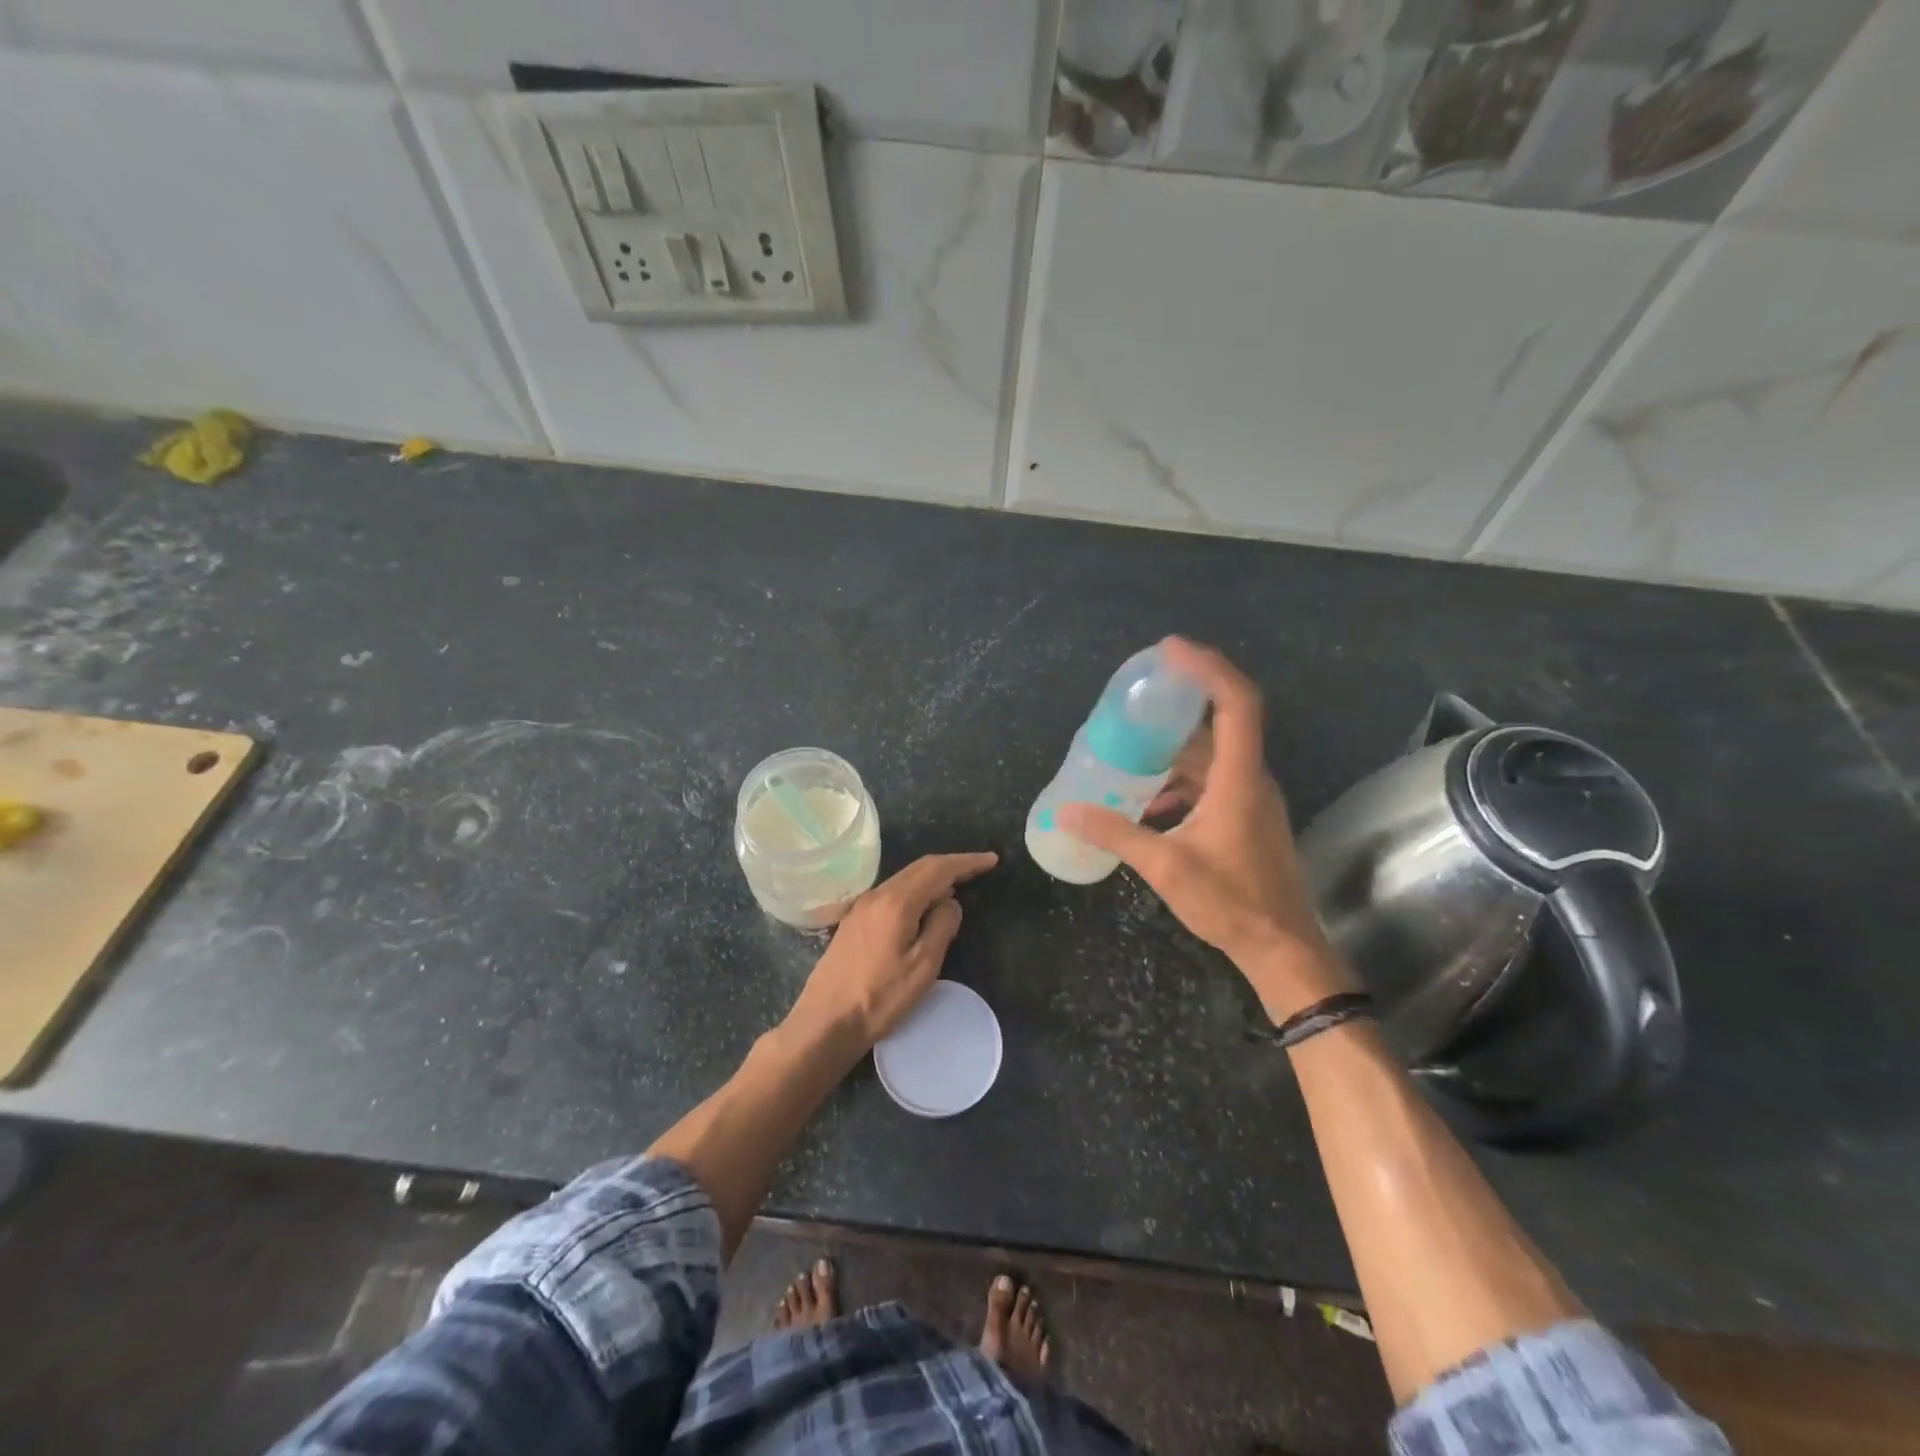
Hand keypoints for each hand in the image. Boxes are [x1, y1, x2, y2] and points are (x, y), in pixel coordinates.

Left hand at [788, 852, 998, 1046]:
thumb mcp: (923, 966)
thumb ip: (942, 927)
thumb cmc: (880, 998)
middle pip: (919, 868)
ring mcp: (861, 907)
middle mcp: (877, 895)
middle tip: (979, 869)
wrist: (825, 1021)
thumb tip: (951, 903)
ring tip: (958, 886)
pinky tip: (924, 906)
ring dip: (932, 877)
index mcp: (897, 902)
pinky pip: (892, 893)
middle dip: (951, 865)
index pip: (938, 869)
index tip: (991, 860)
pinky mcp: (854, 921)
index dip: (966, 862)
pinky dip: (915, 890)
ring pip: (904, 879)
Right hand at [1056, 638, 1355, 1019]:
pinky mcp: (1246, 818)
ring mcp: (1252, 799)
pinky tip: (1147, 803)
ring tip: (1130, 748)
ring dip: (1175, 749)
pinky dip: (1180, 781)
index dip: (1207, 668)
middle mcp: (1251, 779)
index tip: (1170, 650)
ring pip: (1214, 756)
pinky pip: (1212, 782)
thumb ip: (1116, 834)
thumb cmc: (1231, 902)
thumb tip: (1067, 812)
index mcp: (1240, 778)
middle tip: (1136, 696)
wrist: (1281, 948)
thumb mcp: (1166, 866)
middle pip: (1221, 723)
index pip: (1236, 703)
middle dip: (1180, 704)